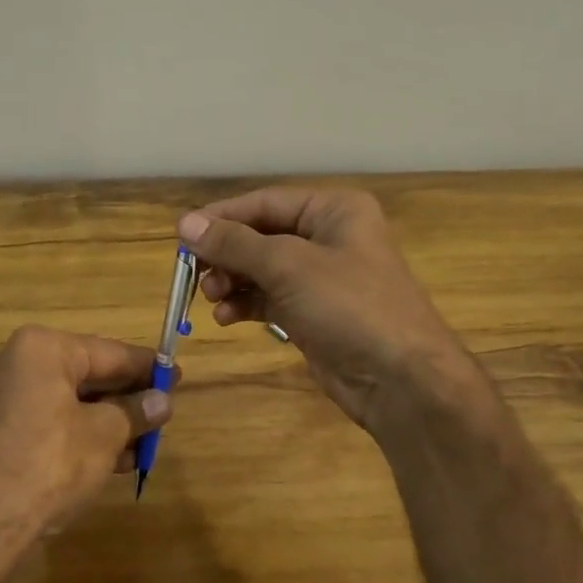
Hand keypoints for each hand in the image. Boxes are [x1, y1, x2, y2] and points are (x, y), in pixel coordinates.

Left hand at [0, 324, 170, 538]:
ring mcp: (7, 400)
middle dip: (128, 399)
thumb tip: (162, 402)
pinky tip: (115, 459)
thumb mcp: (105, 435)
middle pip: (89, 375)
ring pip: (73, 403)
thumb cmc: (50, 464)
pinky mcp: (2, 433)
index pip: (109, 352)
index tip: (177, 376)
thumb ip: (135, 412)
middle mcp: (20, 365)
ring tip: (146, 444)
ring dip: (110, 422)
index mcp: (44, 349)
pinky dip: (83, 436)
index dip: (147, 368)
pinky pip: (53, 423)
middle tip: (164, 412)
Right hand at [180, 187, 478, 431]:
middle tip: (194, 274)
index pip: (265, 202)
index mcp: (333, 210)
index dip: (222, 217)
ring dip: (231, 281)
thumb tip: (185, 223)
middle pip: (260, 236)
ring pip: (261, 269)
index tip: (182, 235)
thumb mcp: (288, 266)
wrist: (400, 380)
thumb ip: (234, 244)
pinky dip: (245, 304)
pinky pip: (268, 299)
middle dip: (226, 254)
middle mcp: (328, 237)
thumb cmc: (349, 306)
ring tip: (211, 298)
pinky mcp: (312, 313)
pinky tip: (226, 318)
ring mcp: (321, 278)